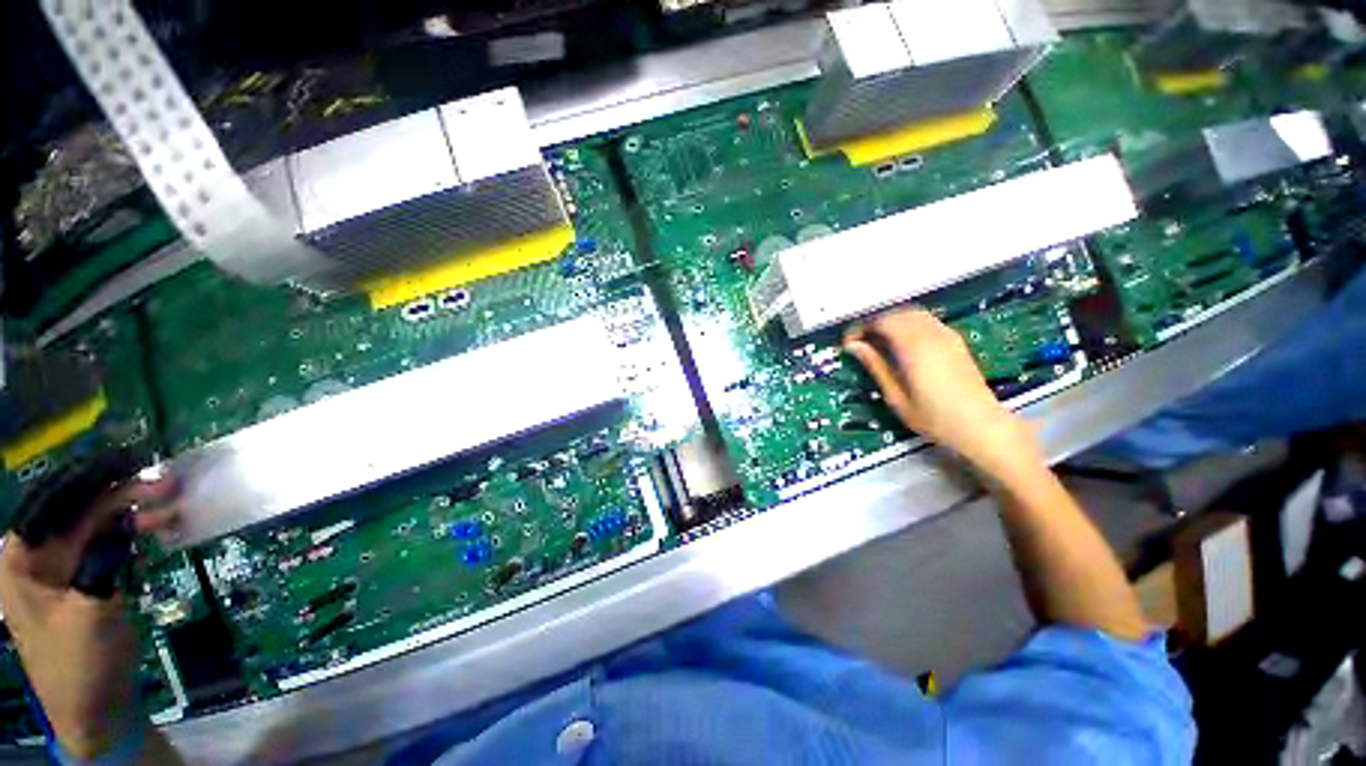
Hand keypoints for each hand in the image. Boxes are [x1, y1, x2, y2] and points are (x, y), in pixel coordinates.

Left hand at [0, 474, 180, 758]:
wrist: (96, 710)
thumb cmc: (79, 662)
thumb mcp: (89, 611)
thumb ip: (103, 559)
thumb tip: (129, 515)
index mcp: (22, 559)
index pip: (52, 503)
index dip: (88, 478)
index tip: (128, 459)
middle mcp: (41, 556)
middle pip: (81, 512)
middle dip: (122, 495)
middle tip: (167, 483)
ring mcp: (67, 569)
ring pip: (101, 527)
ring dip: (135, 514)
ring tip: (174, 504)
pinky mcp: (91, 580)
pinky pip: (112, 546)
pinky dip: (137, 534)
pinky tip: (163, 528)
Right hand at [844, 308, 1039, 478]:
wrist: (981, 426)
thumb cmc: (934, 417)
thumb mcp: (896, 396)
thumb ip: (875, 366)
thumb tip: (853, 347)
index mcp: (914, 347)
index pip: (881, 322)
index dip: (860, 328)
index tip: (848, 343)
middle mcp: (931, 334)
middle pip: (896, 313)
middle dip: (874, 323)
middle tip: (861, 342)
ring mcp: (946, 335)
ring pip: (912, 313)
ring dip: (891, 322)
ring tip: (878, 342)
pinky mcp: (955, 341)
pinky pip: (926, 320)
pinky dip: (908, 324)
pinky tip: (902, 344)